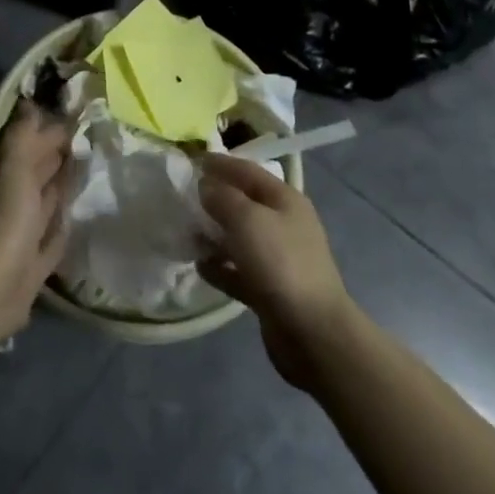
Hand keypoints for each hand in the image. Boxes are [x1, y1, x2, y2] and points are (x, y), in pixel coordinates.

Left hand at [0, 99, 73, 353]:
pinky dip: (65, 222)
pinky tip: (80, 215)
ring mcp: (25, 228)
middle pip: (41, 167)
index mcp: (7, 171)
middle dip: (63, 151)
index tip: (85, 112)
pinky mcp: (36, 258)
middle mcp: (14, 195)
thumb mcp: (12, 168)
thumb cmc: (4, 222)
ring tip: (96, 168)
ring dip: (66, 183)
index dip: (54, 126)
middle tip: (98, 135)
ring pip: (48, 197)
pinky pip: (54, 233)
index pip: (32, 139)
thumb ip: (21, 136)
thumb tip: (30, 101)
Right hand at [195, 154, 355, 390]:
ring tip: (185, 233)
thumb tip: (206, 186)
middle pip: (243, 203)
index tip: (190, 160)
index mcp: (285, 200)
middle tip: (181, 197)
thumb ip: (222, 197)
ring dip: (213, 234)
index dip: (220, 164)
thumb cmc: (280, 264)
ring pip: (239, 237)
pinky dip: (220, 266)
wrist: (313, 333)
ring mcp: (278, 259)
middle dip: (214, 199)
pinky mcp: (269, 289)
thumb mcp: (247, 219)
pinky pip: (238, 270)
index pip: (247, 171)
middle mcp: (283, 225)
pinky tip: (199, 265)